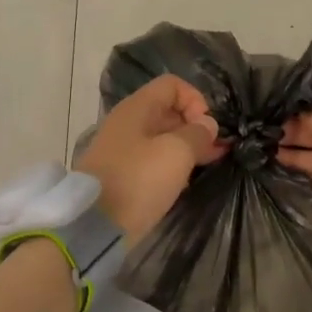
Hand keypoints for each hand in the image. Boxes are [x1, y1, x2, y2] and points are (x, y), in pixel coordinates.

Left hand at [77, 74, 223, 239]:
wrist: (94, 226)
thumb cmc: (138, 180)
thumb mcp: (176, 153)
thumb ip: (197, 134)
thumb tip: (207, 125)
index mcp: (137, 108)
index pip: (172, 85)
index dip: (196, 100)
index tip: (207, 127)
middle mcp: (128, 123)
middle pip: (168, 111)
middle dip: (195, 126)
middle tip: (217, 149)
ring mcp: (123, 150)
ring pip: (162, 137)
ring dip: (187, 147)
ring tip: (210, 163)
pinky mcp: (122, 175)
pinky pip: (153, 160)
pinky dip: (172, 164)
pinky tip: (187, 180)